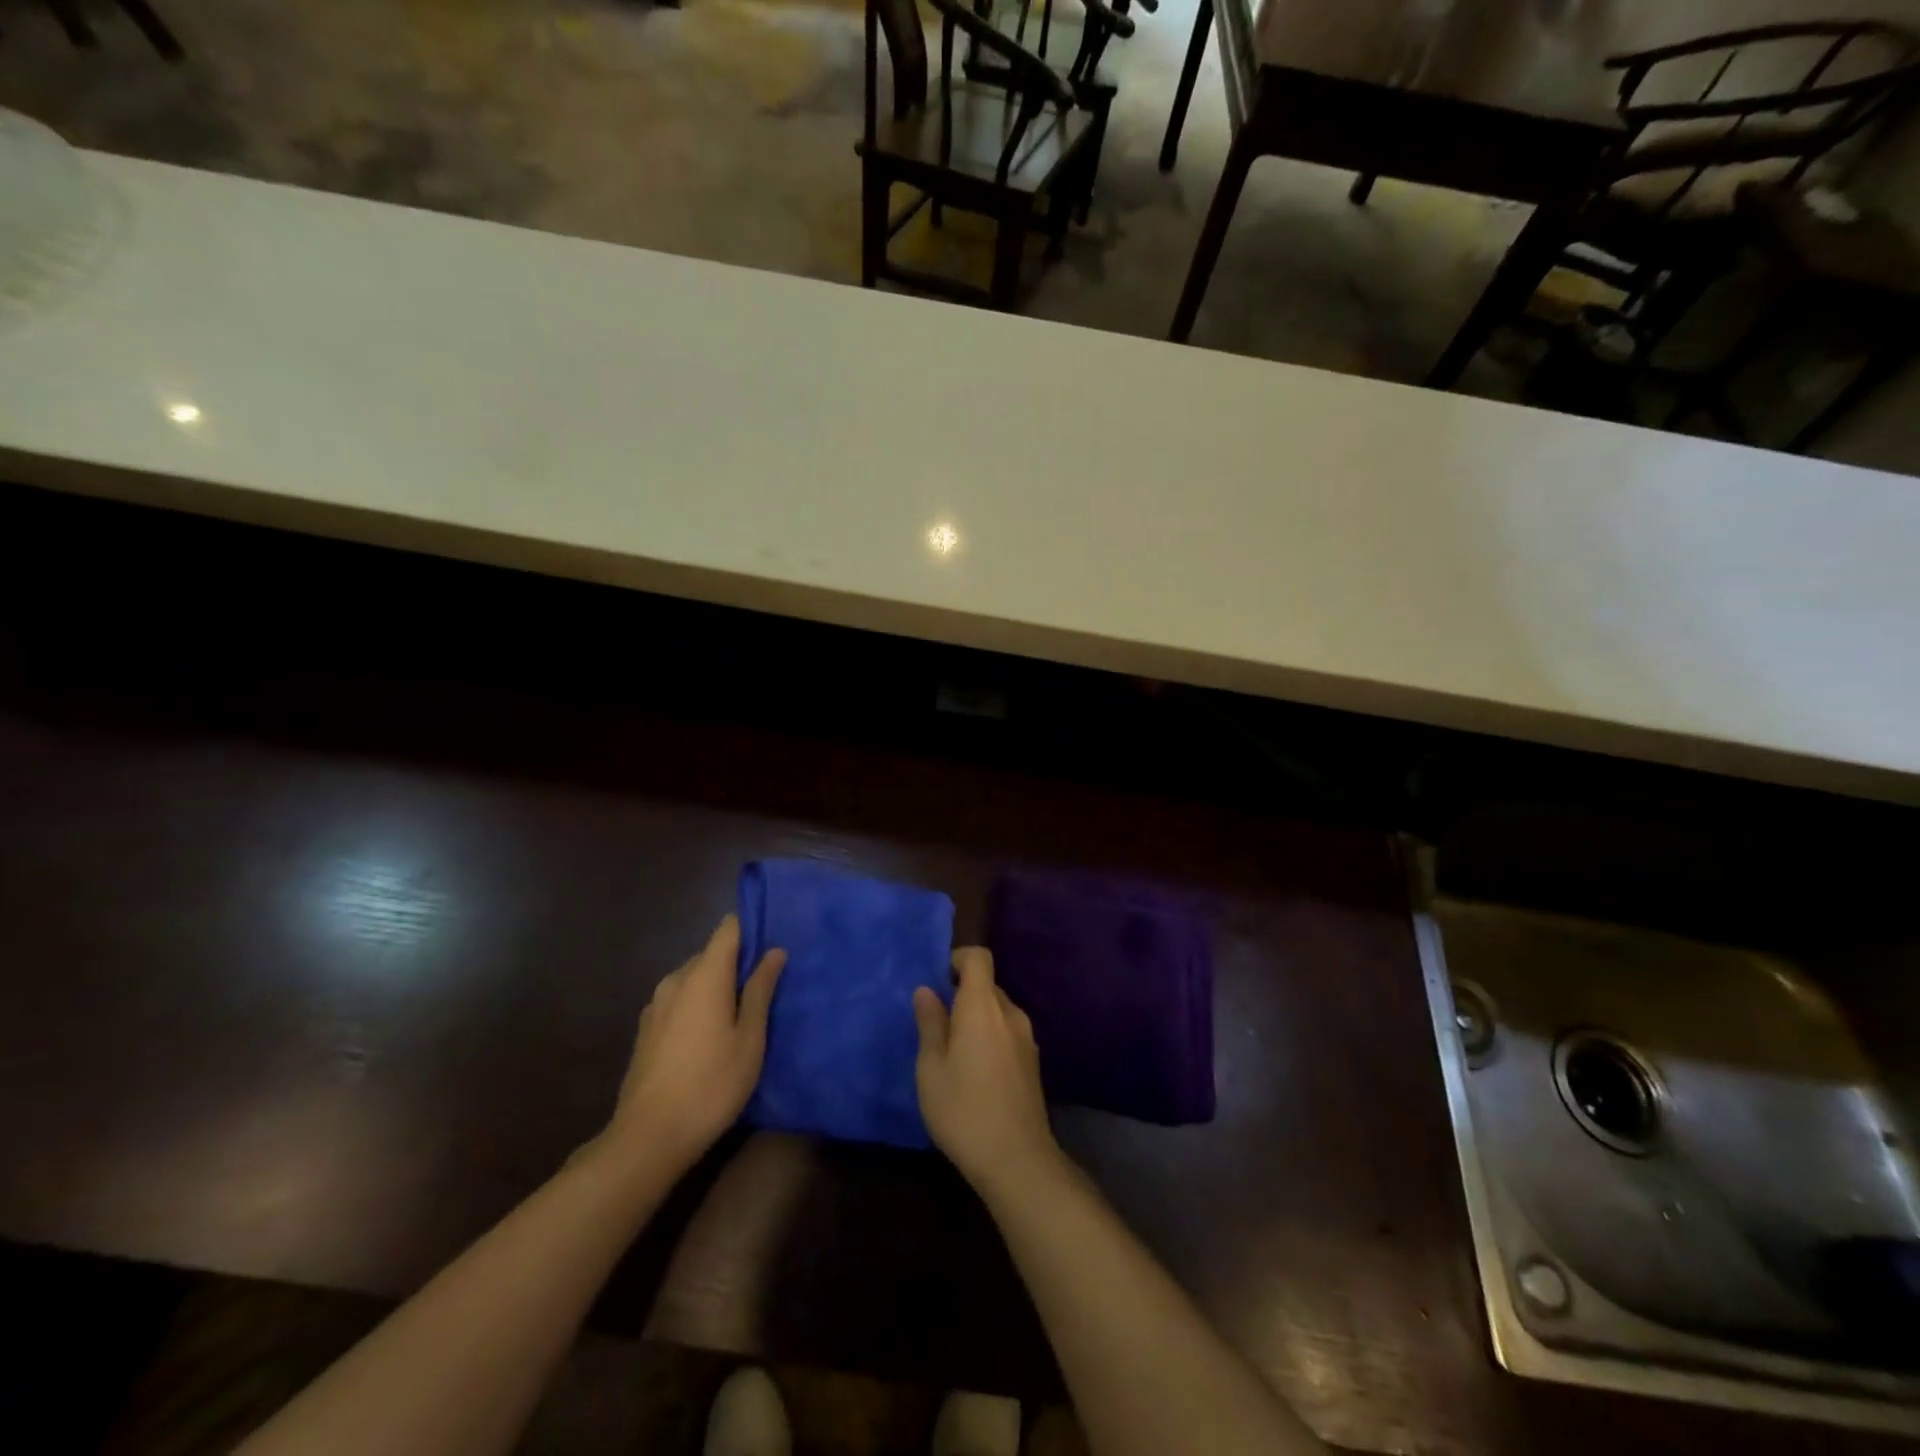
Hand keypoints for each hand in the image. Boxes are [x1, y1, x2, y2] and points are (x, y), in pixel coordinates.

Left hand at [604, 915, 784, 1171]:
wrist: (648, 1138)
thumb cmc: (711, 1084)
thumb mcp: (750, 1038)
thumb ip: (761, 990)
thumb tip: (774, 952)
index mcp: (704, 975)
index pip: (728, 929)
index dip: (752, 929)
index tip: (774, 945)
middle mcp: (676, 979)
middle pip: (712, 954)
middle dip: (738, 964)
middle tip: (766, 989)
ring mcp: (656, 1004)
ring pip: (694, 979)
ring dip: (717, 987)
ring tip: (741, 1015)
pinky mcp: (646, 1029)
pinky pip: (680, 1000)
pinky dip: (698, 1005)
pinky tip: (710, 1037)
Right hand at [913, 947, 1062, 1199]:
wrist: (1017, 1159)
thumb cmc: (963, 1109)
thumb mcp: (931, 1068)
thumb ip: (930, 1023)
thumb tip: (926, 990)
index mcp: (983, 1006)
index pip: (978, 958)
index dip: (958, 959)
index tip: (938, 980)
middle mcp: (1010, 1013)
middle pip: (987, 985)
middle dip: (962, 994)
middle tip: (936, 1023)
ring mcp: (1026, 1038)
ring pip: (998, 1010)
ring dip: (976, 1018)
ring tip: (952, 1051)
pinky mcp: (1032, 1061)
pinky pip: (1007, 1032)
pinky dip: (990, 1037)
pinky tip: (975, 1071)